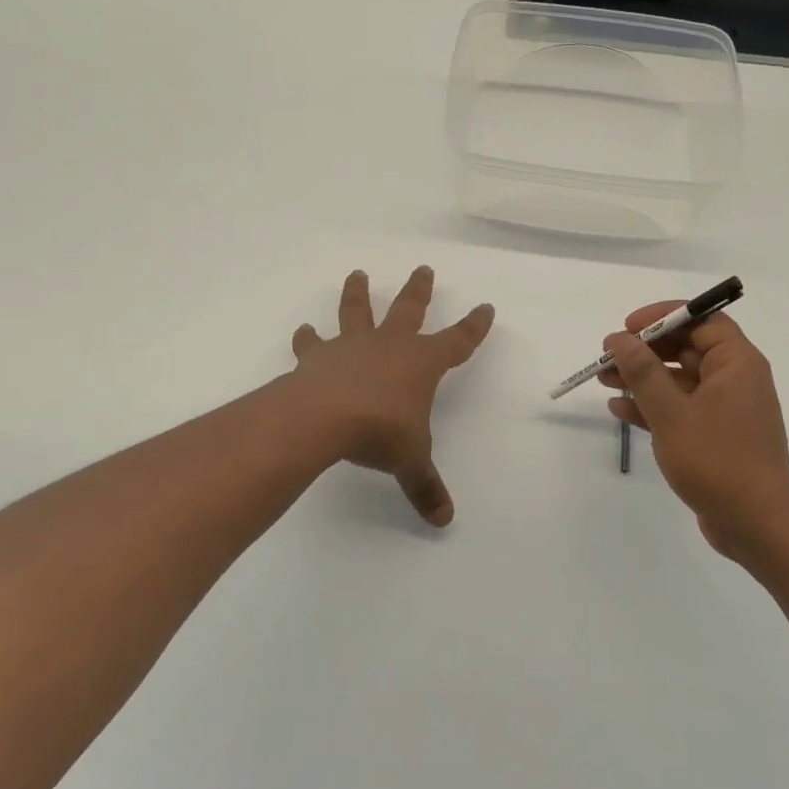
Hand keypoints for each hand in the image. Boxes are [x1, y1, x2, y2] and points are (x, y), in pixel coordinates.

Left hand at [290, 267, 495, 526]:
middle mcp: (390, 346)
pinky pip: (313, 343)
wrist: (325, 417)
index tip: (485, 307)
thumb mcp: (410, 461)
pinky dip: (308, 338)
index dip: (473, 327)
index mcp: (422, 363)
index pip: (457, 341)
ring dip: (358, 293)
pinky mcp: (319, 356)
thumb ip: (425, 486)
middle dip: (419, 291)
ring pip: (358, 311)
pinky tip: (303, 331)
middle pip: (409, 309)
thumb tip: (444, 520)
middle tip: (423, 269)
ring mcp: (353, 346)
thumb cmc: (381, 432)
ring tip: (357, 274)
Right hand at [600, 304, 788, 558]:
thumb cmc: (717, 459)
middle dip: (645, 350)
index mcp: (736, 363)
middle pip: (686, 348)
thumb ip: (643, 371)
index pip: (702, 319)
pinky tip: (620, 409)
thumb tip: (619, 339)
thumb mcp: (671, 412)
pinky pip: (680, 408)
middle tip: (608, 356)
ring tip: (604, 380)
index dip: (664, 316)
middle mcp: (734, 379)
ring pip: (678, 379)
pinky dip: (652, 406)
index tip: (629, 327)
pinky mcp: (715, 435)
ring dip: (642, 378)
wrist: (757, 524)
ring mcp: (725, 409)